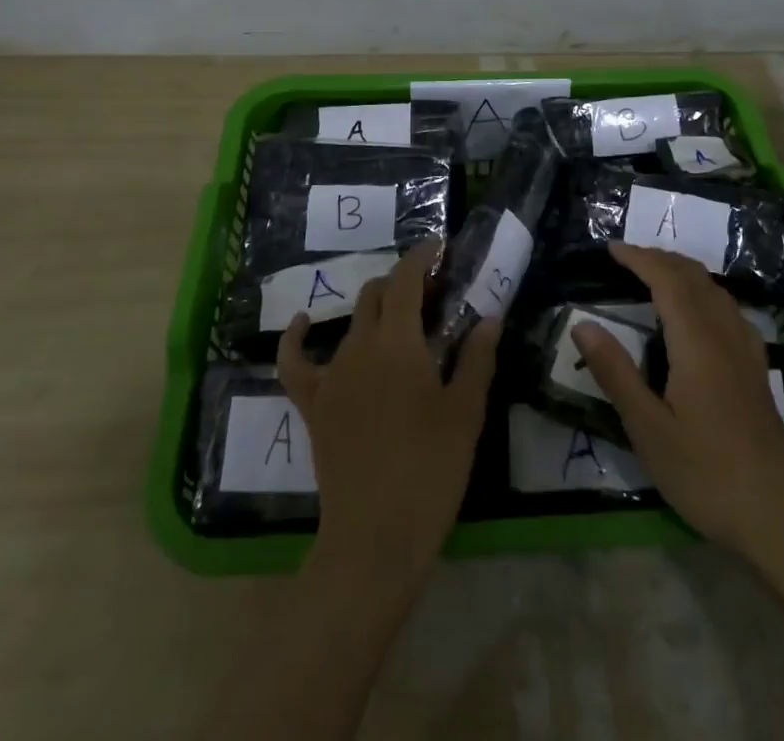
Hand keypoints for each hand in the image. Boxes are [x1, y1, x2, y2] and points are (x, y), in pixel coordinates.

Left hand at [278, 238, 500, 583]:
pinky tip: (303, 322)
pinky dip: (298, 337)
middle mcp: (360, 347)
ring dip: (376, 309)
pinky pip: (295, 362)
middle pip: (378, 294)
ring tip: (400, 317)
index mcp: (399, 343)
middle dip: (404, 282)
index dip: (421, 256)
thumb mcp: (465, 413)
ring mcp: (331, 375)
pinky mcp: (312, 404)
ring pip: (352, 322)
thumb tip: (488, 318)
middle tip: (433, 292)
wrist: (375, 538)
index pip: (406, 280)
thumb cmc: (430, 471)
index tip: (439, 246)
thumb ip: (477, 359)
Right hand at [572, 241, 783, 556]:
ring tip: (654, 274)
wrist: (777, 515)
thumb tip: (582, 324)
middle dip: (659, 258)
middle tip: (626, 257)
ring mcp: (747, 350)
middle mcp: (725, 334)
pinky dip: (704, 291)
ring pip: (715, 290)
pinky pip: (729, 308)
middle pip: (694, 277)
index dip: (639, 258)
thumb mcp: (648, 428)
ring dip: (683, 271)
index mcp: (697, 343)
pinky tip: (698, 311)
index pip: (667, 280)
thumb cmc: (705, 473)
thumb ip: (615, 372)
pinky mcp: (757, 367)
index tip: (611, 248)